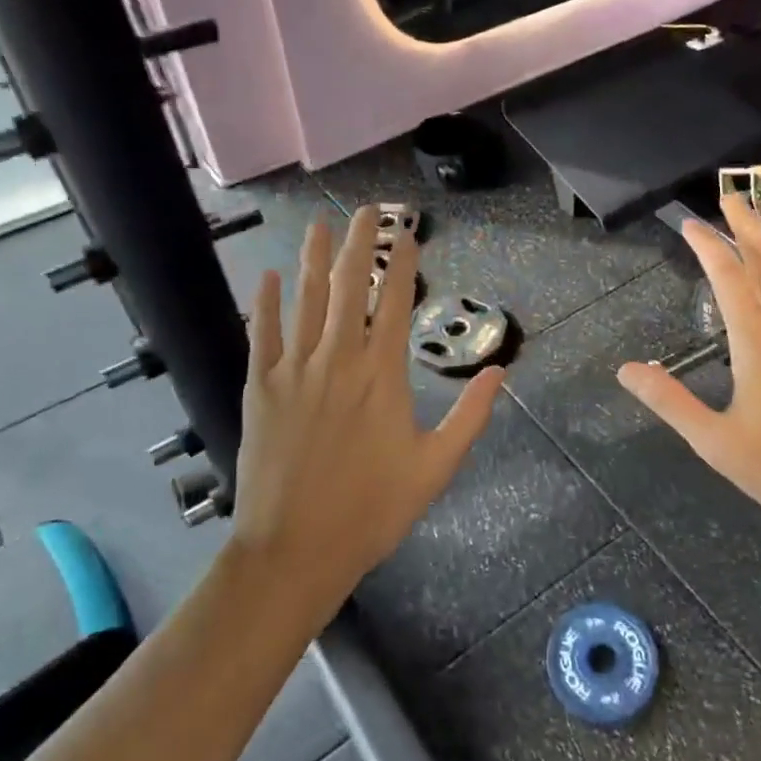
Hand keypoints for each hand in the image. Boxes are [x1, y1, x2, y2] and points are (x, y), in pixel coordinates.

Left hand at [232, 206, 504, 609]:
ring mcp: (294, 370)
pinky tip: (269, 275)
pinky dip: (266, 301)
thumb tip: (500, 372)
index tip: (408, 232)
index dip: (403, 262)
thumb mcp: (435, 468)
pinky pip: (262, 333)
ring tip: (319, 225)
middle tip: (366, 210)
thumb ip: (470, 417)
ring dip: (313, 258)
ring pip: (306, 299)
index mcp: (382, 375)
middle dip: (359, 242)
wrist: (295, 549)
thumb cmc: (371, 510)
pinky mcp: (260, 387)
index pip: (395, 302)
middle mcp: (338, 359)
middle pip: (348, 286)